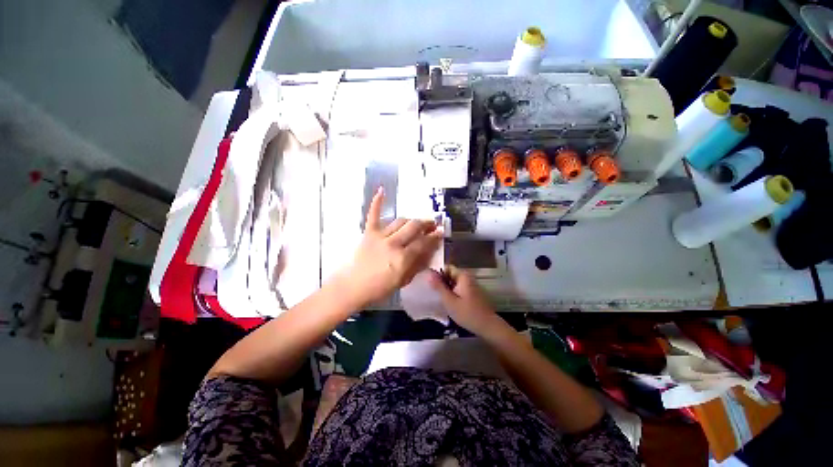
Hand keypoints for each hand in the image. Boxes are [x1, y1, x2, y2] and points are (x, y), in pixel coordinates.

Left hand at [343, 187, 442, 306]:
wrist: (351, 287)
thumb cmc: (378, 289)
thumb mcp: (402, 281)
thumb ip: (417, 265)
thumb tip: (430, 252)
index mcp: (402, 258)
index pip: (423, 243)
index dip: (434, 237)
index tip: (440, 232)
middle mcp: (393, 244)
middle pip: (414, 227)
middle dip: (426, 224)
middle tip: (432, 224)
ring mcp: (380, 236)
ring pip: (400, 221)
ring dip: (411, 220)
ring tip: (417, 222)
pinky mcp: (368, 233)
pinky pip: (373, 215)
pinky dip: (377, 202)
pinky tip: (381, 190)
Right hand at [428, 266, 507, 337]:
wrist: (487, 326)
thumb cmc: (467, 313)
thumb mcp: (449, 301)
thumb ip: (439, 287)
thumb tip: (429, 273)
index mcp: (463, 276)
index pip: (447, 267)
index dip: (438, 274)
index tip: (432, 284)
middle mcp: (468, 277)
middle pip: (451, 274)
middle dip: (442, 282)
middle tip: (434, 293)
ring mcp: (471, 285)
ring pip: (454, 282)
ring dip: (447, 288)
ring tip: (440, 298)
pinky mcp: (473, 293)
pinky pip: (459, 288)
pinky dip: (453, 293)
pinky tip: (450, 303)